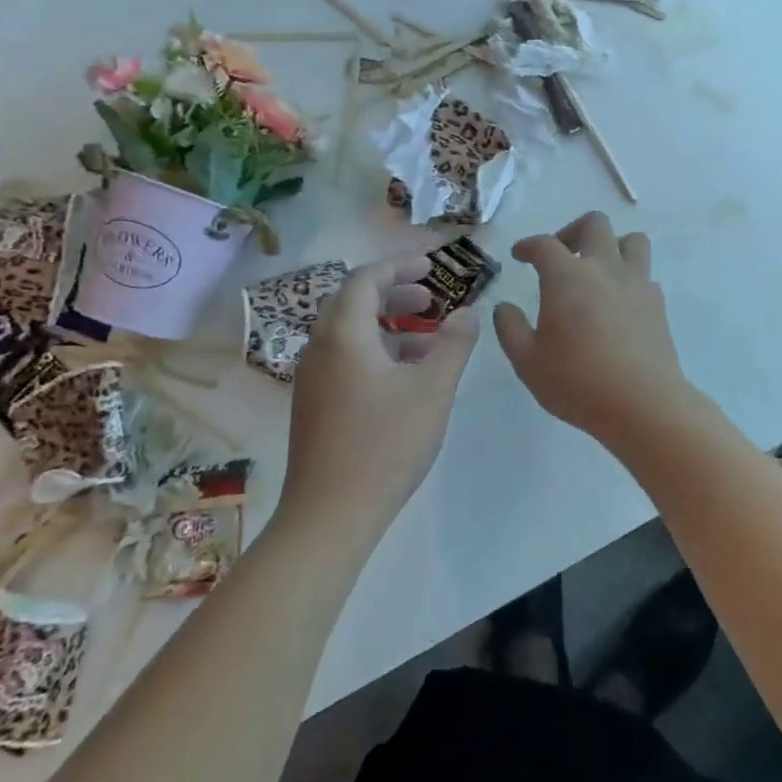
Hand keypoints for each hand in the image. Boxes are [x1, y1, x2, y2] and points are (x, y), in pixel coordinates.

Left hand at [278, 256, 479, 545]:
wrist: (330, 514)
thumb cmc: (385, 444)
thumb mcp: (432, 389)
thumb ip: (454, 344)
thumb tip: (469, 312)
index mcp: (343, 335)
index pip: (366, 279)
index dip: (399, 267)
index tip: (432, 267)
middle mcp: (319, 349)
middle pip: (353, 302)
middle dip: (394, 294)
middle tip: (431, 300)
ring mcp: (312, 379)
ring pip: (349, 334)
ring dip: (387, 326)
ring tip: (427, 339)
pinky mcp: (314, 405)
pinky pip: (345, 360)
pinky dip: (376, 352)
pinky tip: (405, 378)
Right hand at [493, 212, 697, 451]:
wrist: (643, 404)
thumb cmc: (577, 382)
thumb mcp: (528, 361)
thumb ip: (510, 329)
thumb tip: (504, 307)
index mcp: (567, 277)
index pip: (545, 244)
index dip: (528, 245)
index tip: (519, 256)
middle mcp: (604, 269)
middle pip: (594, 224)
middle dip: (572, 232)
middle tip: (560, 257)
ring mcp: (637, 284)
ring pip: (632, 240)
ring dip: (611, 246)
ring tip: (596, 271)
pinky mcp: (658, 305)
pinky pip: (645, 274)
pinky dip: (629, 278)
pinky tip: (617, 304)